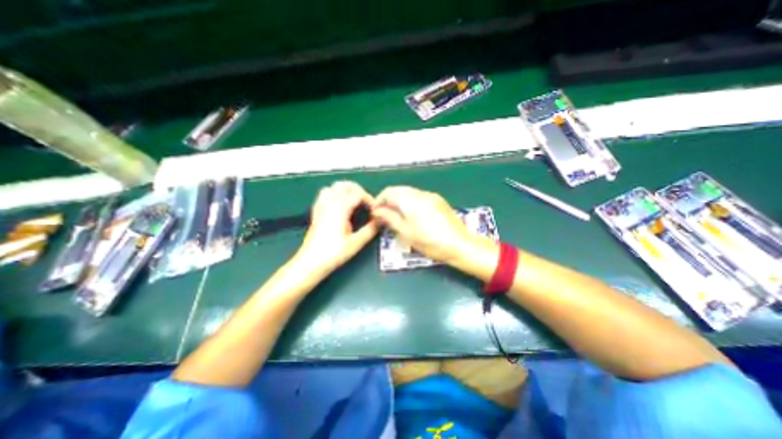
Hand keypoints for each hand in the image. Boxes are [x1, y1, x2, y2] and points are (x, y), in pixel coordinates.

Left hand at [294, 179, 379, 275]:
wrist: (311, 262)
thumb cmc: (334, 253)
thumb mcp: (356, 242)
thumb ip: (371, 229)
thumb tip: (381, 220)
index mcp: (340, 208)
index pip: (358, 194)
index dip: (369, 199)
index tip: (375, 210)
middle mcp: (330, 203)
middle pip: (345, 185)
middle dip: (358, 190)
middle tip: (366, 203)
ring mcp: (321, 206)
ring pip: (334, 187)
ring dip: (346, 190)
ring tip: (354, 201)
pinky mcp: (317, 211)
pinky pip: (325, 194)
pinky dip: (335, 193)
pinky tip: (340, 204)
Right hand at [373, 185, 475, 263]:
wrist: (459, 244)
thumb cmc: (430, 242)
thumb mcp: (406, 233)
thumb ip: (390, 219)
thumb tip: (378, 211)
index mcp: (410, 200)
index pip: (389, 192)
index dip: (379, 201)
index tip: (376, 212)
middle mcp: (420, 194)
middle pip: (399, 190)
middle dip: (389, 200)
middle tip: (385, 215)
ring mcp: (431, 196)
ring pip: (409, 193)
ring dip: (400, 201)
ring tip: (398, 216)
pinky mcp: (438, 200)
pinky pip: (419, 196)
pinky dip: (411, 202)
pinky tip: (412, 215)